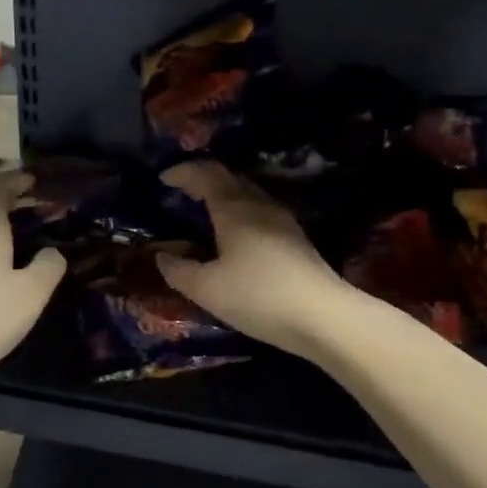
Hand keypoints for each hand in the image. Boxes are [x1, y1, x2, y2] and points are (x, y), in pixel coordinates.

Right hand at [157, 162, 349, 360]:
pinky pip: (261, 212)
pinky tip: (237, 238)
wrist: (323, 316)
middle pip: (230, 179)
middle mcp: (259, 204)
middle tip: (184, 193)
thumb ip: (180, 271)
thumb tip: (162, 256)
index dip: (184, 171)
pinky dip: (241, 214)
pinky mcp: (297, 239)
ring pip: (249, 195)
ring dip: (226, 196)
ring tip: (208, 214)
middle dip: (204, 180)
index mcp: (234, 208)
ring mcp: (283, 220)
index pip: (206, 173)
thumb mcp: (207, 289)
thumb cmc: (258, 295)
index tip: (164, 178)